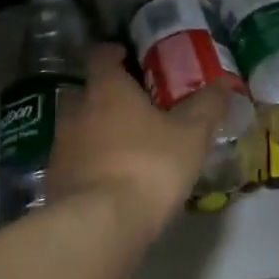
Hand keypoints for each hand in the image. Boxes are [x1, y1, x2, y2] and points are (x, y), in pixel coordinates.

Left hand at [48, 45, 230, 239]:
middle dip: (106, 95)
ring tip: (127, 146)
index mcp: (107, 89)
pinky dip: (91, 163)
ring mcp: (61, 147)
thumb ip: (207, 106)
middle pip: (86, 92)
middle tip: (134, 106)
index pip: (101, 56)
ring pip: (78, 128)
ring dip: (97, 131)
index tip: (129, 58)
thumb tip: (223, 83)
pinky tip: (112, 179)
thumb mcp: (191, 135)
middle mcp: (77, 110)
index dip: (114, 54)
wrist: (99, 225)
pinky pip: (75, 161)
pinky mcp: (55, 181)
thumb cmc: (148, 165)